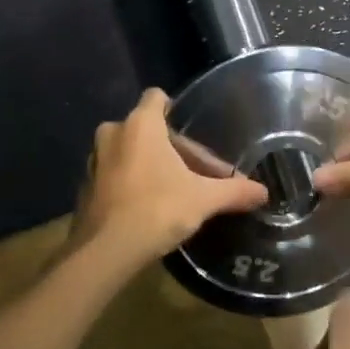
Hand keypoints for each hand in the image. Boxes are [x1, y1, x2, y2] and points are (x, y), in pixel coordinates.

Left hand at [69, 89, 269, 269]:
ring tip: (174, 190)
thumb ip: (233, 191)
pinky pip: (114, 174)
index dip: (174, 109)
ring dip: (150, 165)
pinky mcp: (86, 186)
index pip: (156, 97)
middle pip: (148, 129)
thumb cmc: (157, 209)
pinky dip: (131, 183)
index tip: (190, 130)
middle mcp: (113, 133)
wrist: (106, 251)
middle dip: (172, 149)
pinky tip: (149, 207)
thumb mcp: (203, 199)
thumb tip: (264, 192)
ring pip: (129, 152)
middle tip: (196, 174)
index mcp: (141, 124)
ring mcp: (95, 160)